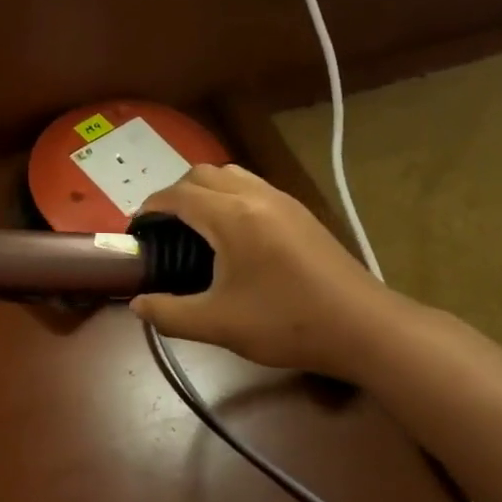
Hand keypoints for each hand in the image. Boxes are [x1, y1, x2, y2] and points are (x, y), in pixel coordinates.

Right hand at [130, 164, 415, 381]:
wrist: (363, 327)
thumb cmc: (286, 323)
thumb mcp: (218, 325)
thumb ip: (170, 314)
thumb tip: (138, 305)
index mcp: (232, 217)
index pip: (178, 194)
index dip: (150, 207)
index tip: (137, 230)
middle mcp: (256, 196)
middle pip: (202, 173)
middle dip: (174, 194)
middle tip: (164, 229)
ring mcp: (282, 200)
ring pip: (230, 174)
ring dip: (204, 190)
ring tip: (195, 226)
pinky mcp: (300, 212)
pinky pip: (252, 186)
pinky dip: (229, 196)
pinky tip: (233, 235)